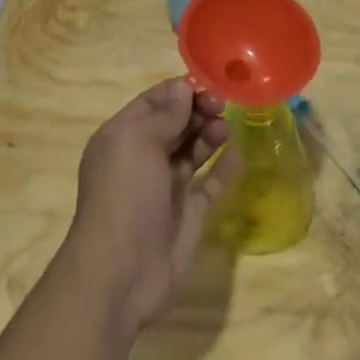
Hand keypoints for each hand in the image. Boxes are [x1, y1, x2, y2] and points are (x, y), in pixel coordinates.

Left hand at [59, 78, 239, 339]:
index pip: (153, 103)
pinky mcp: (188, 213)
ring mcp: (166, 187)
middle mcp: (142, 159)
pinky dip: (224, 167)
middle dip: (198, 111)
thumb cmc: (124, 196)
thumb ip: (165, 115)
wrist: (121, 272)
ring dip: (210, 134)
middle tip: (223, 106)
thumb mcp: (138, 143)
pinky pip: (209, 183)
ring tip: (226, 128)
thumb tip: (183, 88)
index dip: (179, 92)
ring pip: (192, 151)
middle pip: (175, 124)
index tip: (208, 87)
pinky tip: (238, 152)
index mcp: (122, 137)